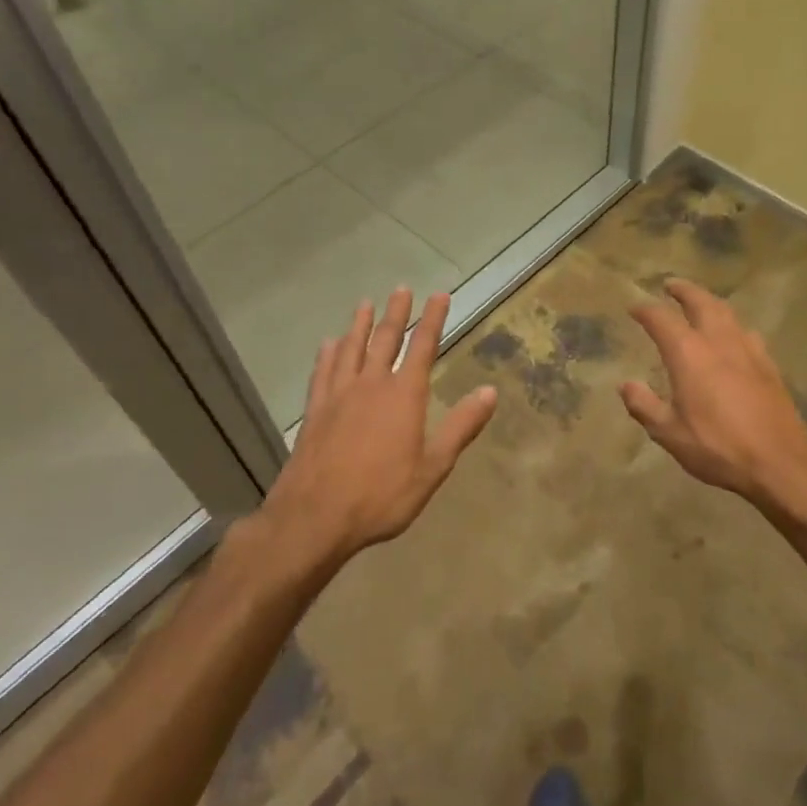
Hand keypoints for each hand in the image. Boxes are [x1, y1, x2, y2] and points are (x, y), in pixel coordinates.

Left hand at [262, 288, 496, 561]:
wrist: (315, 516)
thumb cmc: (381, 495)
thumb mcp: (433, 467)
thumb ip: (461, 426)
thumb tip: (491, 391)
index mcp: (404, 395)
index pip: (423, 347)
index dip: (433, 319)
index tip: (440, 295)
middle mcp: (371, 384)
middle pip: (385, 339)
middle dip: (397, 313)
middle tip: (402, 289)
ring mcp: (339, 394)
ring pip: (351, 348)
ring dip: (360, 324)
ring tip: (365, 304)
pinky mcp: (315, 410)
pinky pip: (323, 371)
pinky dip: (328, 353)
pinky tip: (329, 344)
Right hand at [620, 279, 806, 521]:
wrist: (781, 462)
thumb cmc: (718, 447)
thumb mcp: (669, 433)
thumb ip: (644, 405)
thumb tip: (626, 385)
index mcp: (689, 354)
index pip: (661, 319)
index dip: (645, 310)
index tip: (633, 308)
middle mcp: (718, 341)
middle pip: (700, 302)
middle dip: (683, 290)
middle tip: (670, 284)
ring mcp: (748, 350)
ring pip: (727, 312)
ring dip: (709, 301)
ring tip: (700, 302)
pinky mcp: (768, 364)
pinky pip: (746, 331)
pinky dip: (732, 324)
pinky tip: (733, 335)